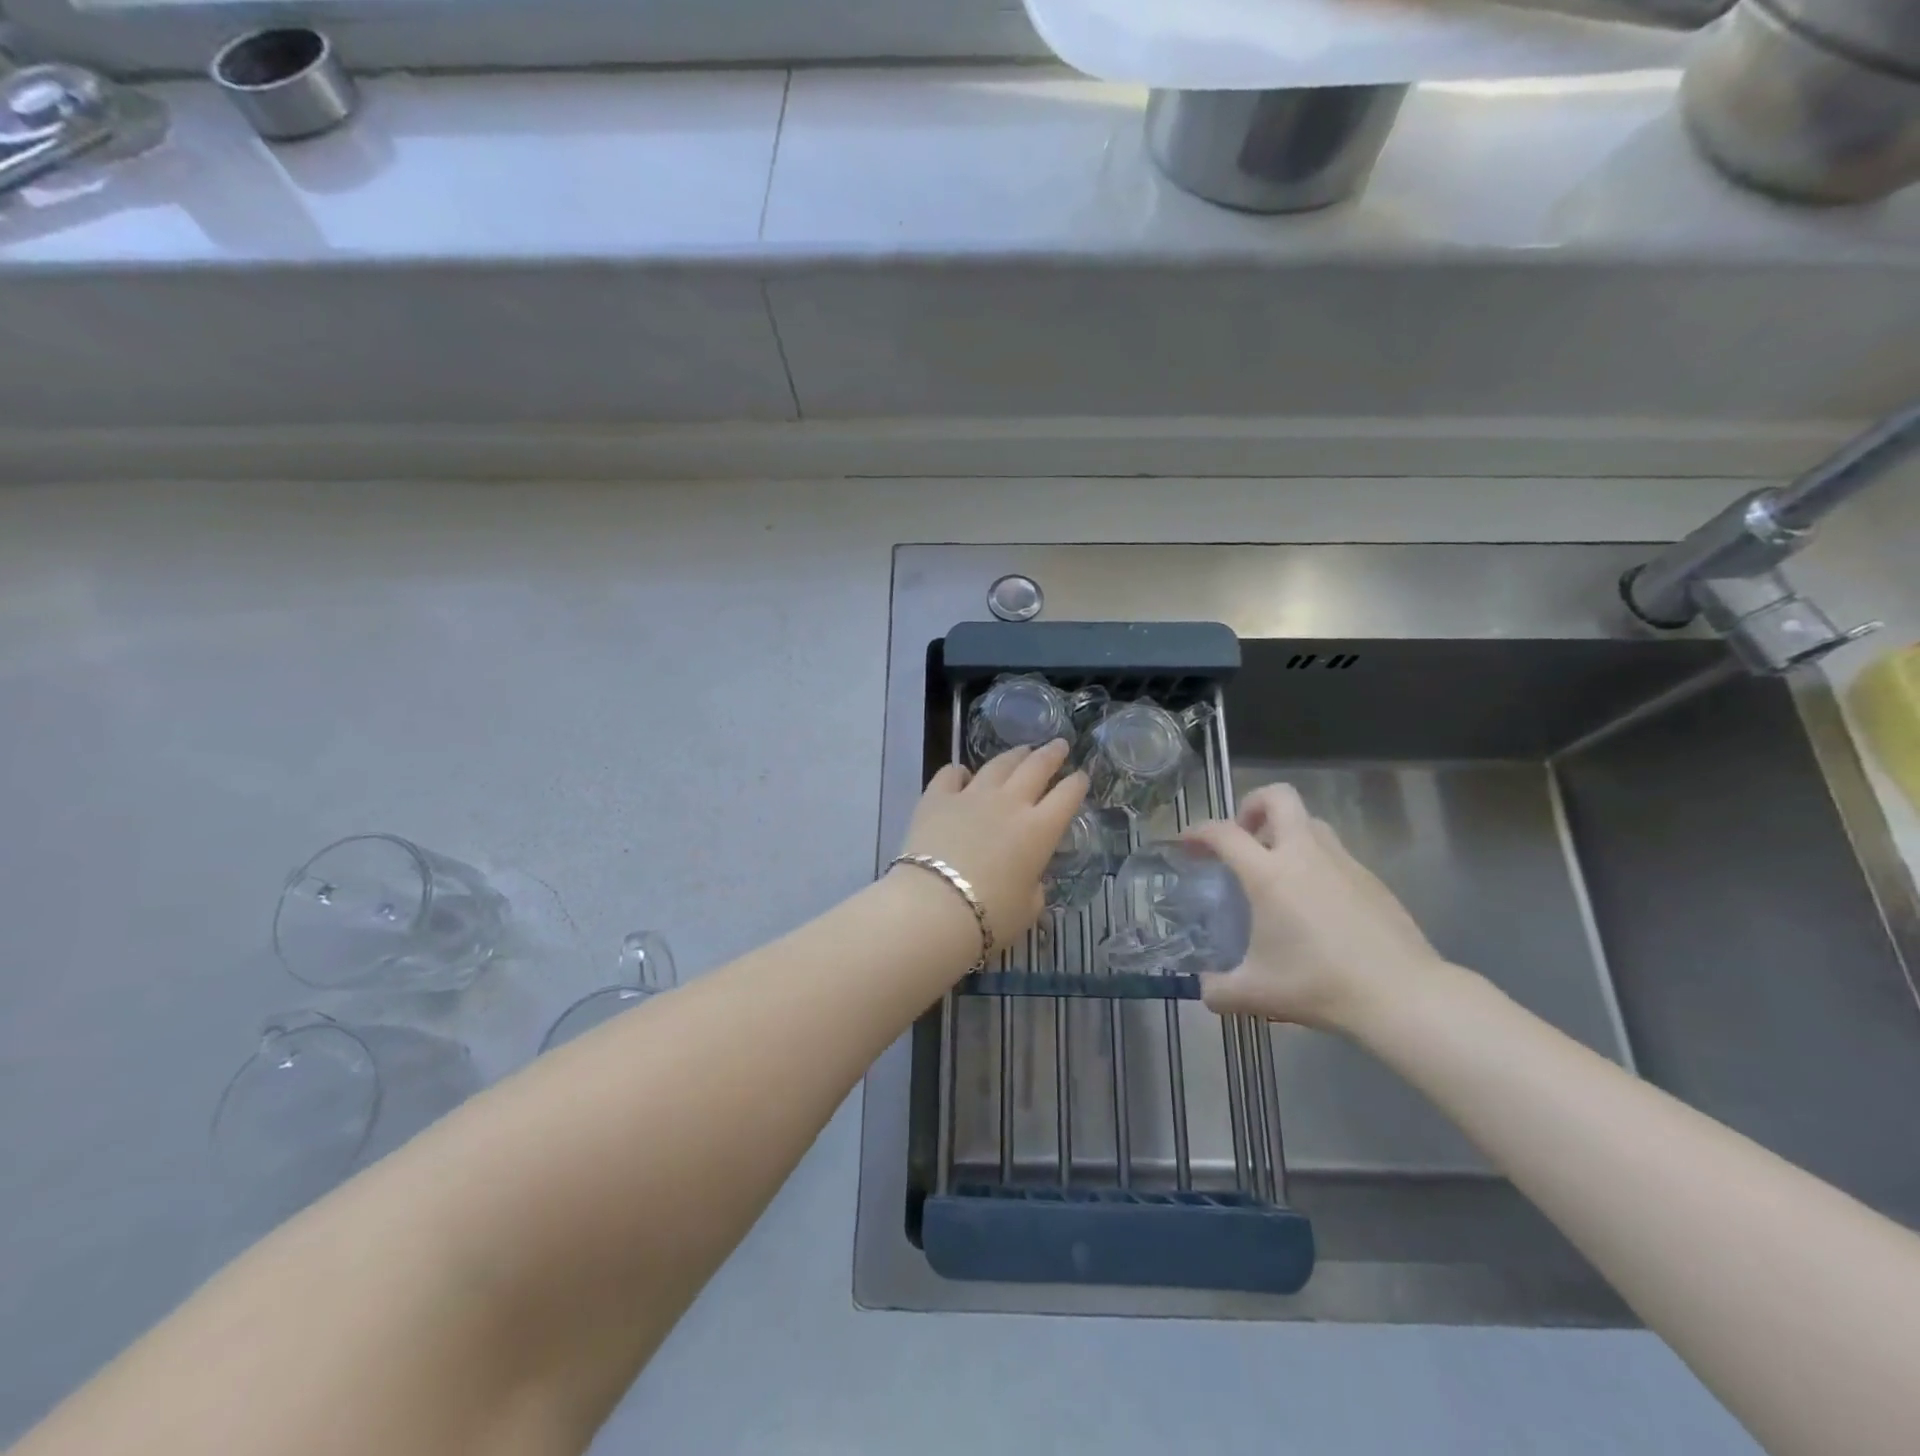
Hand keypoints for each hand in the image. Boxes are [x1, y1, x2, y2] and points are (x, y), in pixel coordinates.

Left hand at [896, 740, 1087, 946]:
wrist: (934, 907)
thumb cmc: (991, 916)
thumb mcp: (1028, 908)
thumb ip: (1034, 888)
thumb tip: (1030, 880)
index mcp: (1040, 830)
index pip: (1067, 796)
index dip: (1077, 784)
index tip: (1081, 776)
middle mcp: (1010, 803)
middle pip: (1037, 767)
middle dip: (1052, 754)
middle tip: (1059, 745)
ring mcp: (972, 796)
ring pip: (998, 764)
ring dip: (1014, 755)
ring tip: (1022, 751)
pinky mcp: (937, 798)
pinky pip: (951, 774)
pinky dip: (959, 771)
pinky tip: (961, 773)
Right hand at [1184, 783, 1450, 1036]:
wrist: (1402, 996)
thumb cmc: (1319, 985)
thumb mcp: (1256, 994)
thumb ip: (1219, 990)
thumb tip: (1206, 990)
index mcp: (1269, 874)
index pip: (1223, 833)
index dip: (1198, 832)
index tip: (1187, 844)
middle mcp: (1304, 854)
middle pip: (1278, 797)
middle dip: (1253, 805)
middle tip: (1243, 836)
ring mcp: (1343, 862)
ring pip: (1309, 821)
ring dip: (1286, 831)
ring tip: (1276, 867)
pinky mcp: (1371, 878)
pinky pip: (1334, 852)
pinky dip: (1314, 861)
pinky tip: (1314, 902)